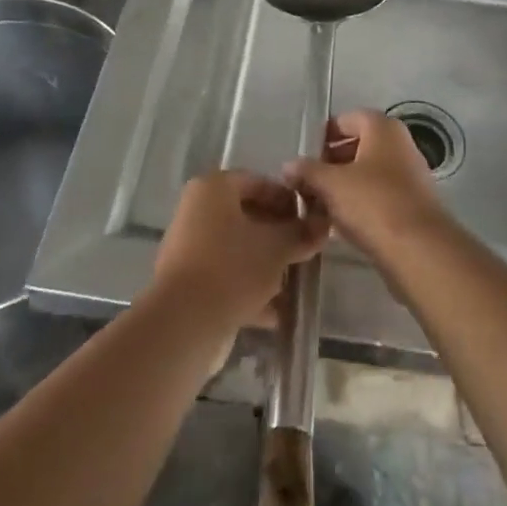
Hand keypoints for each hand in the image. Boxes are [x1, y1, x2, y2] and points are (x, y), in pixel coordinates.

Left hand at [150, 171, 328, 332]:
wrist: (184, 323)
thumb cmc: (232, 268)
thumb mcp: (276, 248)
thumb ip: (301, 233)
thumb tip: (322, 225)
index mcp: (213, 188)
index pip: (258, 182)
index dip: (288, 200)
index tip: (311, 220)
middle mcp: (197, 210)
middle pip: (247, 215)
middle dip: (278, 235)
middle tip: (304, 251)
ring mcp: (190, 247)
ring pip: (238, 248)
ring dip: (266, 264)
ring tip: (293, 284)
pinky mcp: (188, 281)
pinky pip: (226, 275)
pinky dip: (249, 288)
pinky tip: (275, 313)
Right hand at [283, 108, 450, 262]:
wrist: (419, 250)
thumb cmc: (372, 202)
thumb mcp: (330, 184)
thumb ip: (307, 171)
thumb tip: (288, 165)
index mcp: (383, 128)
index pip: (347, 119)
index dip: (324, 135)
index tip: (305, 156)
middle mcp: (400, 145)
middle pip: (359, 145)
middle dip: (332, 162)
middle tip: (309, 182)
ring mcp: (410, 175)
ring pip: (368, 173)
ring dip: (344, 186)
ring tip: (319, 205)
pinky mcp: (413, 205)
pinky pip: (380, 195)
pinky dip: (360, 203)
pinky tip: (342, 223)